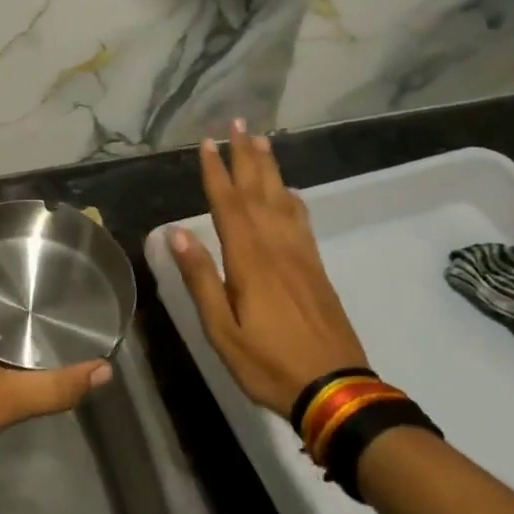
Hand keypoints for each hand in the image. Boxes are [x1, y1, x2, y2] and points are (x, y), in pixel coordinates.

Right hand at [166, 122, 369, 418]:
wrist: (336, 390)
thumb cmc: (269, 363)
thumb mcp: (222, 331)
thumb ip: (201, 279)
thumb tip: (177, 232)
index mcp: (249, 260)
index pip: (228, 205)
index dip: (216, 172)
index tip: (207, 142)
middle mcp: (276, 247)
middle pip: (258, 191)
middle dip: (245, 155)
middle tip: (238, 123)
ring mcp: (301, 255)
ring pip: (282, 199)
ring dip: (269, 168)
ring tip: (261, 140)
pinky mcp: (316, 268)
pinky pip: (302, 220)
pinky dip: (292, 198)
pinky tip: (288, 191)